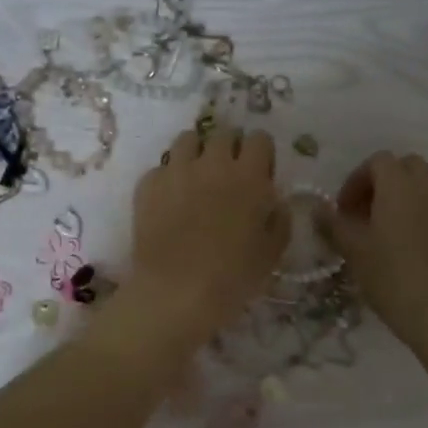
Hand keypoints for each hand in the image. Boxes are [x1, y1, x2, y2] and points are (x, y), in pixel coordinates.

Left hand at [122, 125, 287, 348]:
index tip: (258, 174)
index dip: (260, 155)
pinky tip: (169, 200)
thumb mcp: (272, 252)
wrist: (176, 293)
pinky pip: (161, 167)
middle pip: (223, 134)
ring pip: (188, 139)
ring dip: (196, 153)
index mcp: (249, 176)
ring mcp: (176, 170)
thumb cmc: (233, 277)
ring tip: (196, 178)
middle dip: (229, 149)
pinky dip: (168, 177)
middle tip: (227, 176)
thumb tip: (275, 202)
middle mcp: (212, 163)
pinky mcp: (148, 184)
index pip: (260, 139)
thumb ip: (279, 219)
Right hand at [322, 152, 427, 350]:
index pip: (376, 162)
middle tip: (373, 213)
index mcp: (398, 182)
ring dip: (421, 186)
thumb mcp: (353, 250)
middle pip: (407, 166)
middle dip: (388, 182)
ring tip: (409, 215)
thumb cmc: (390, 276)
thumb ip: (333, 223)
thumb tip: (318, 209)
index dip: (357, 182)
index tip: (346, 209)